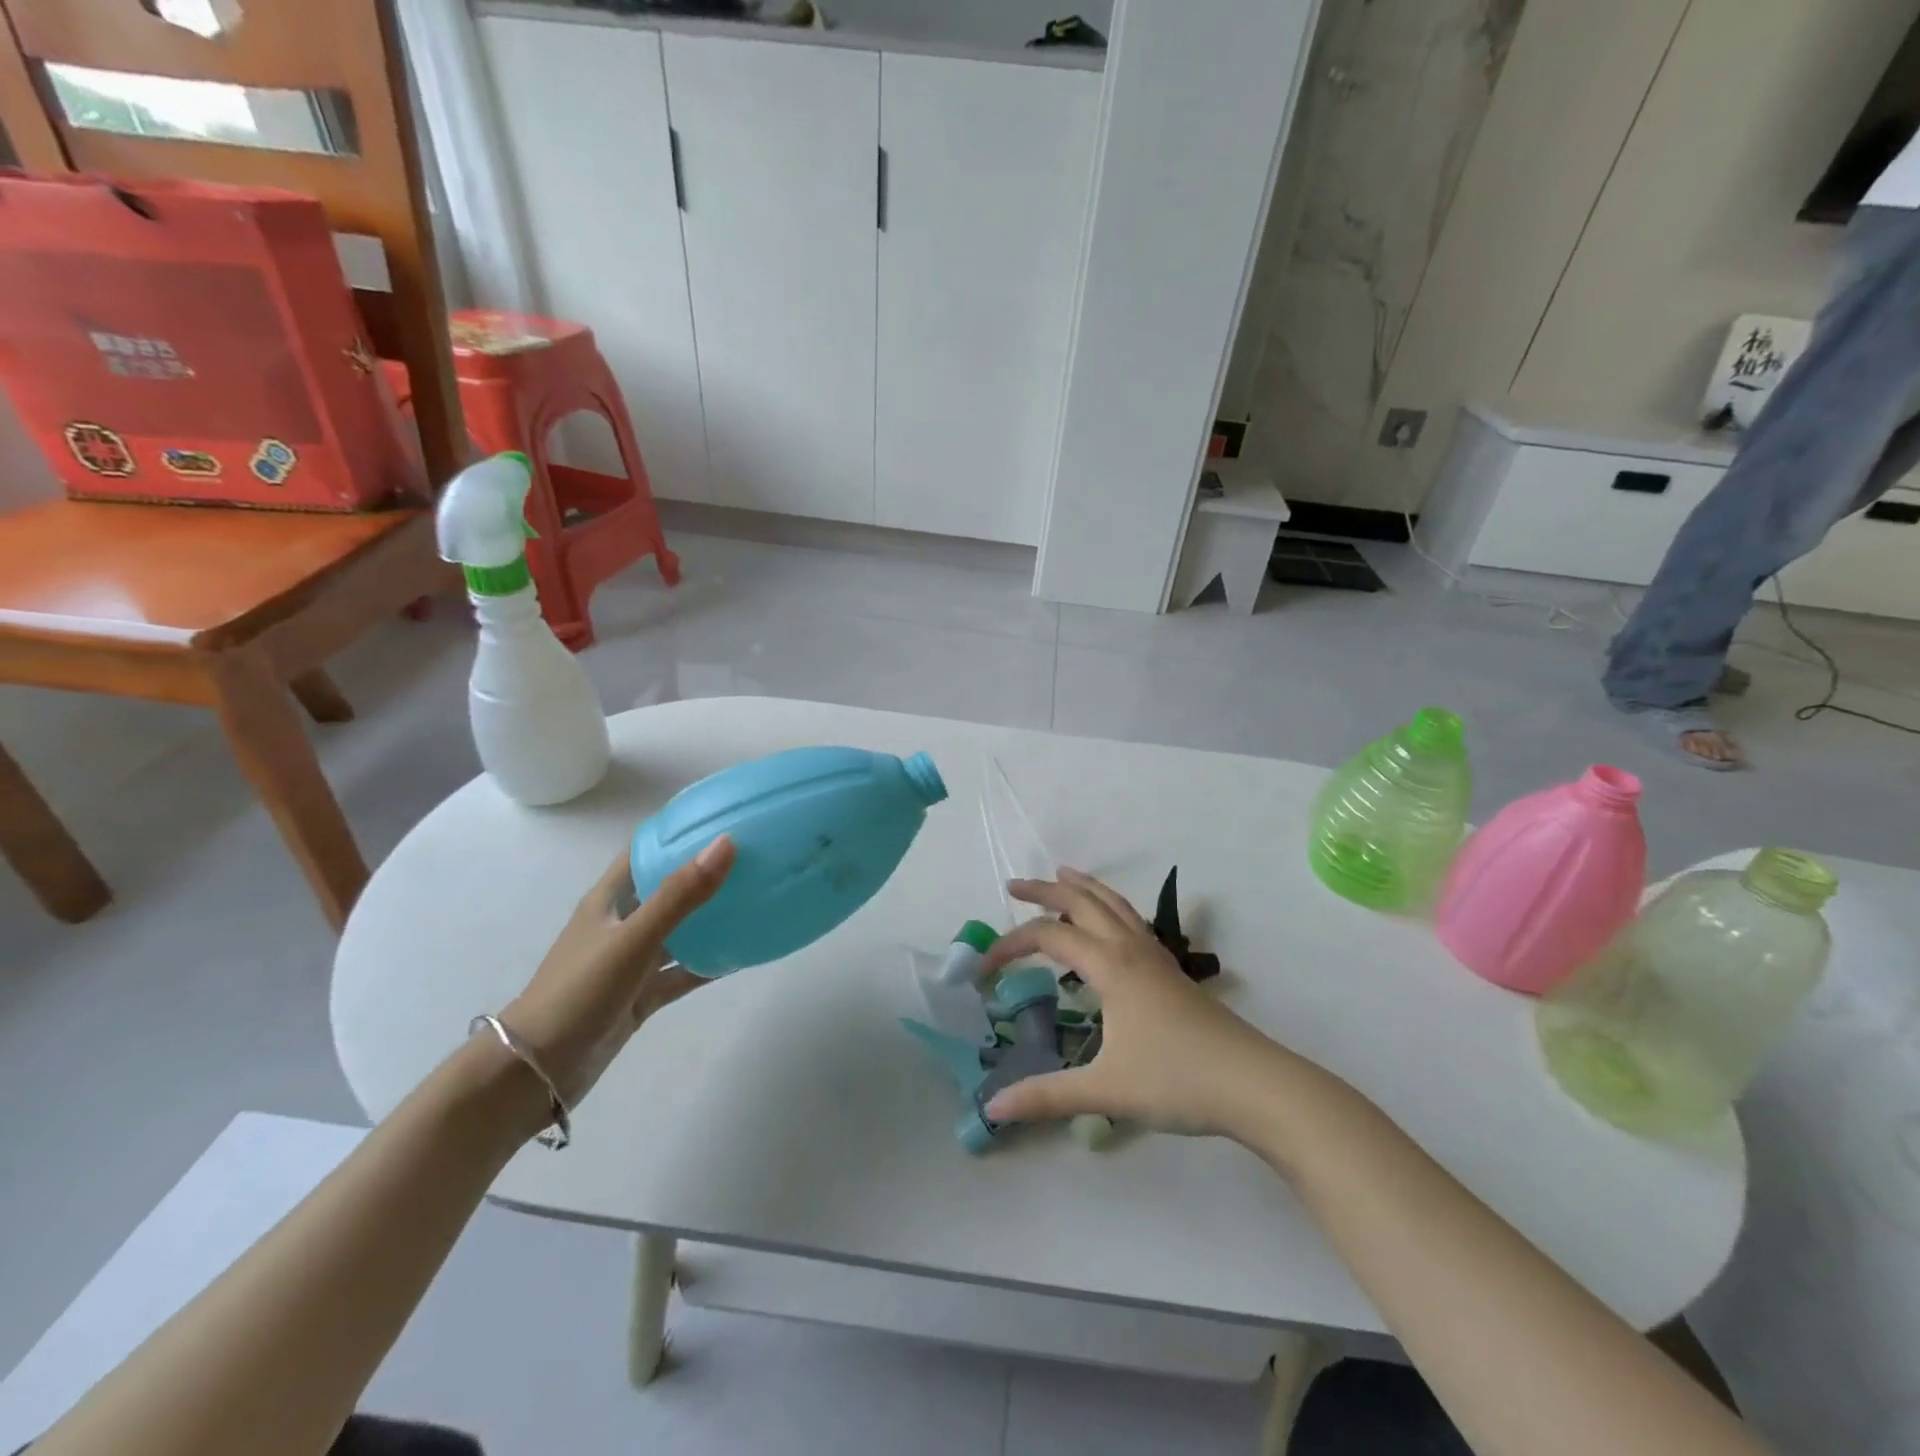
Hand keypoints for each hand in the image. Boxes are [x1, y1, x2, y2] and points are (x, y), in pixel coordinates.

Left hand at [501, 836, 734, 1105]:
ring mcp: (629, 964)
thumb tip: (726, 843)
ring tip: (753, 903)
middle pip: (665, 890)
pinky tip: (740, 957)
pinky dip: (706, 965)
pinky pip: (679, 974)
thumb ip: (679, 895)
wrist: (534, 1074)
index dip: (675, 834)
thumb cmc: (577, 993)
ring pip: (677, 933)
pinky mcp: (637, 997)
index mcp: (608, 902)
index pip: (643, 853)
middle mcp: (619, 926)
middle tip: (749, 861)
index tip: (718, 820)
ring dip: (708, 920)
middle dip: (702, 875)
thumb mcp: (632, 940)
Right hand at [981, 868, 1288, 1139]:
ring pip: (1114, 904)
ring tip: (1063, 875)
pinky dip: (1109, 906)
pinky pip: (1132, 920)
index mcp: (1110, 966)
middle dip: (1045, 890)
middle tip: (1014, 886)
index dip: (1010, 945)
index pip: (1048, 937)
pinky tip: (1110, 924)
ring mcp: (1156, 957)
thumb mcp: (1106, 1091)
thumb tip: (992, 1109)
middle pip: (1083, 902)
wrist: (1254, 1085)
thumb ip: (1047, 1096)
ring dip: (1083, 888)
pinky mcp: (1172, 971)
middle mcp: (1131, 949)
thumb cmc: (1178, 1081)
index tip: (983, 969)